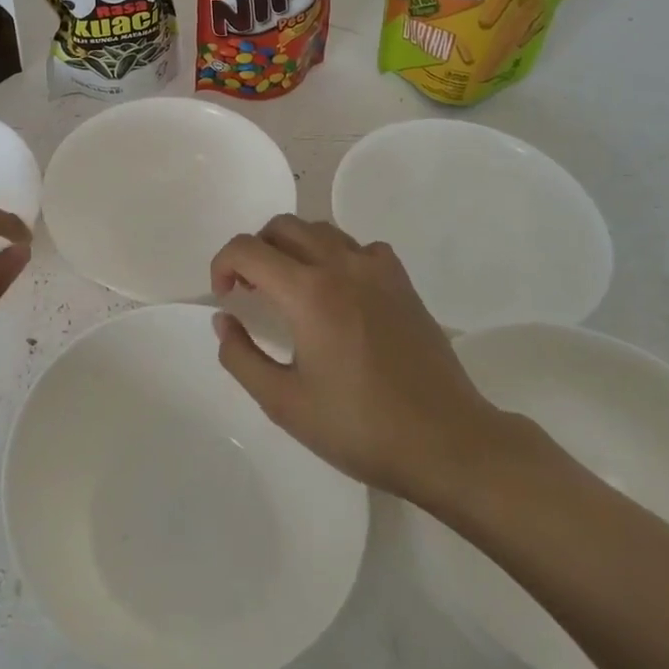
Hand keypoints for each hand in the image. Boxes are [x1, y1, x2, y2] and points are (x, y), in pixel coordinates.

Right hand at [210, 215, 507, 506]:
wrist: (446, 442)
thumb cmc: (359, 427)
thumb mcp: (284, 403)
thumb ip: (241, 356)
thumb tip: (224, 320)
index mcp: (307, 292)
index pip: (247, 249)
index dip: (222, 264)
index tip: (225, 297)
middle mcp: (340, 265)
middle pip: (282, 226)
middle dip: (255, 250)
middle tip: (251, 289)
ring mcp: (376, 269)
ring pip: (320, 229)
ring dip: (293, 247)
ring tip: (290, 287)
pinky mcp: (402, 281)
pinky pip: (359, 247)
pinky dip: (336, 256)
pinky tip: (339, 291)